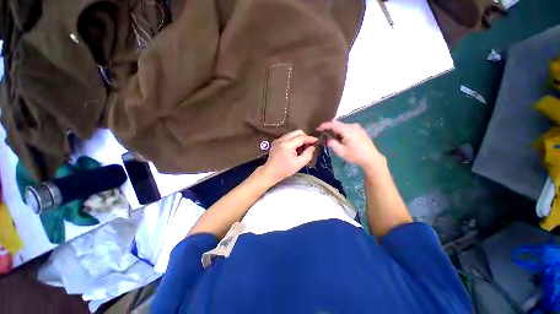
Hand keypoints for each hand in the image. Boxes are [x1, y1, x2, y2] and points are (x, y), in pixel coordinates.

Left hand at [260, 130, 317, 183]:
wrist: (270, 172)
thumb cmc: (285, 170)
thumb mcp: (299, 163)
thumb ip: (308, 154)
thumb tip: (313, 147)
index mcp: (287, 145)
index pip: (301, 137)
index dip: (310, 139)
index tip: (317, 141)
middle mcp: (282, 139)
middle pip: (297, 132)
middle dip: (305, 138)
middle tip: (309, 146)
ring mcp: (278, 139)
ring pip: (293, 134)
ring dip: (299, 139)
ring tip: (301, 149)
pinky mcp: (276, 141)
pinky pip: (288, 137)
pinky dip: (294, 141)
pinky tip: (295, 150)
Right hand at [317, 121, 385, 170]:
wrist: (371, 158)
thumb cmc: (355, 155)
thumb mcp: (340, 151)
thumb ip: (331, 143)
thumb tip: (327, 137)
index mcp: (347, 130)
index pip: (333, 124)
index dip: (324, 126)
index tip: (317, 129)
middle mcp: (352, 125)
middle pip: (338, 124)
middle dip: (330, 129)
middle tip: (324, 135)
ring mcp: (357, 127)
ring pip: (342, 126)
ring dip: (336, 130)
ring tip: (332, 138)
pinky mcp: (359, 130)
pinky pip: (347, 128)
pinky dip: (341, 131)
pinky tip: (340, 138)